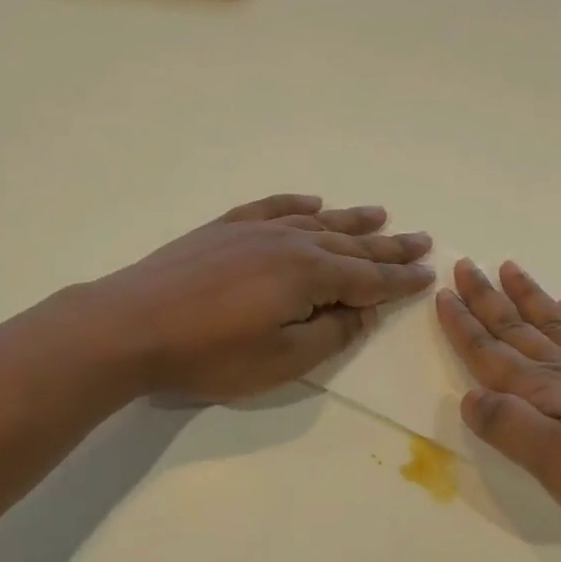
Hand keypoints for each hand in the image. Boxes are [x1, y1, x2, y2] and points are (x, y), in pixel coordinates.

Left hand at [91, 193, 434, 401]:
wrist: (132, 324)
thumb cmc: (210, 353)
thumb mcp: (281, 359)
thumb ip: (331, 335)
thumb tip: (363, 312)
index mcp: (310, 275)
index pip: (369, 278)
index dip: (401, 280)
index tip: (428, 274)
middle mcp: (291, 242)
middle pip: (352, 244)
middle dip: (389, 246)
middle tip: (421, 240)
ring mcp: (256, 229)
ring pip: (318, 221)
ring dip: (353, 219)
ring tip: (381, 214)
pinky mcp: (225, 228)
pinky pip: (274, 207)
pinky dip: (298, 205)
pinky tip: (312, 202)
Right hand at [435, 259, 560, 542]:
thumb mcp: (554, 463)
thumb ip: (509, 426)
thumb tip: (469, 396)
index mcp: (543, 391)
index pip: (491, 352)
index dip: (464, 325)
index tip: (443, 294)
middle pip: (518, 328)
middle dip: (487, 298)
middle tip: (466, 265)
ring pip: (555, 324)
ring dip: (529, 297)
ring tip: (511, 268)